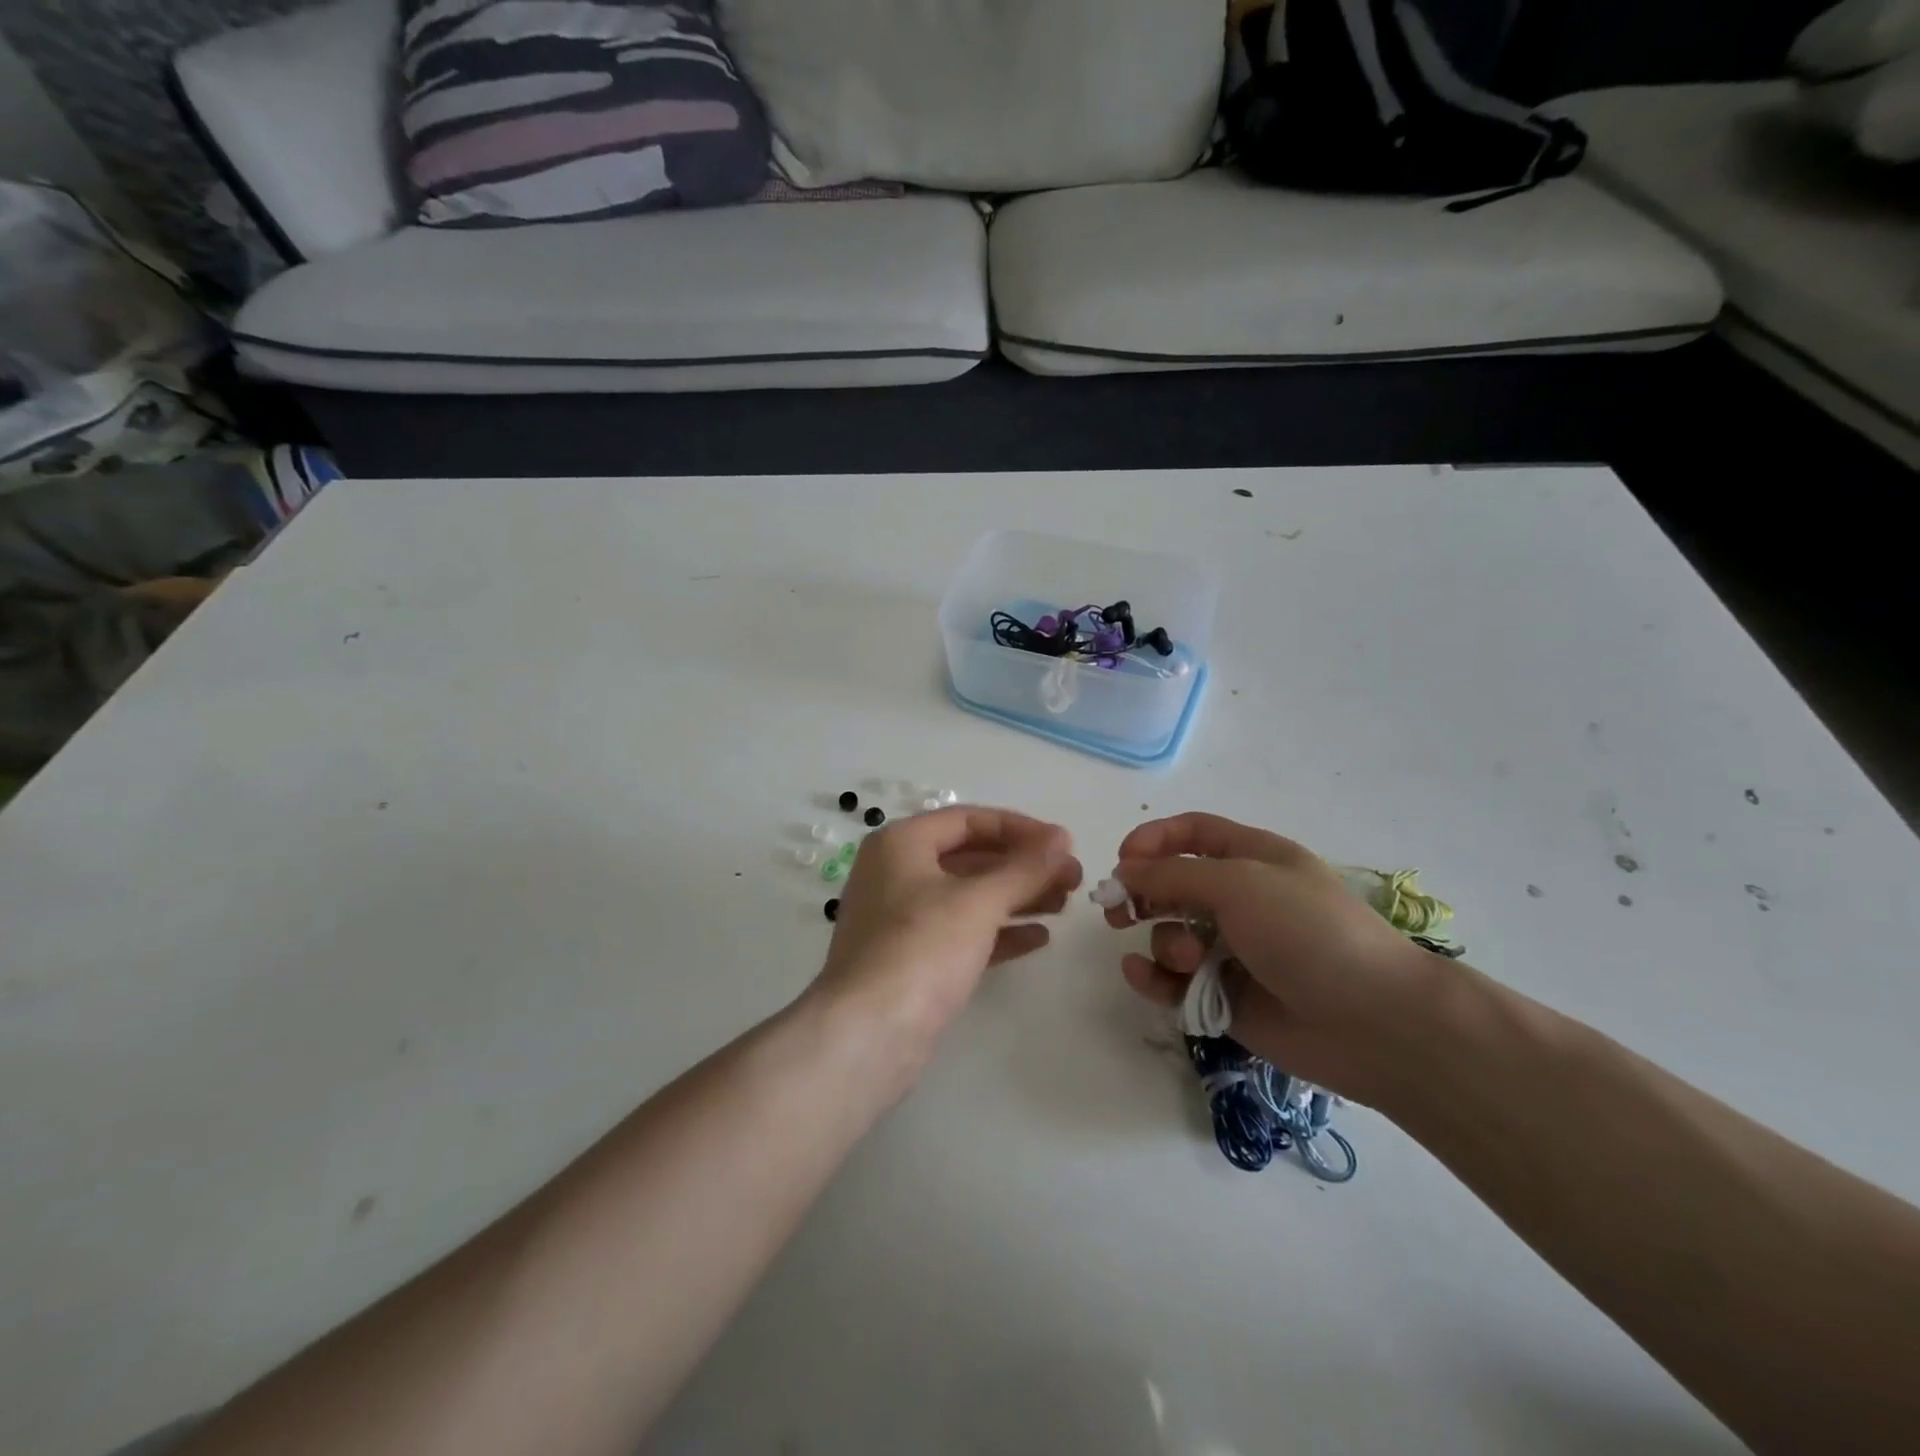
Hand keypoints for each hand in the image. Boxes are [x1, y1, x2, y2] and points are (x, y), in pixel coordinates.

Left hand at [812, 806, 1081, 1058]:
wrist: (867, 1037)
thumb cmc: (920, 949)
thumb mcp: (978, 901)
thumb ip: (1024, 868)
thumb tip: (1062, 837)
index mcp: (901, 844)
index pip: (968, 820)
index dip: (1020, 828)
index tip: (1063, 843)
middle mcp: (897, 874)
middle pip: (970, 857)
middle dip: (1023, 866)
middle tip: (1072, 878)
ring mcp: (903, 920)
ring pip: (969, 897)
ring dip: (1017, 897)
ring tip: (1065, 905)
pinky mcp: (913, 960)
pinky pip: (963, 933)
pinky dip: (1000, 931)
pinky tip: (1040, 938)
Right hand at [1106, 813, 1438, 1101]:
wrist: (1374, 1021)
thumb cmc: (1307, 931)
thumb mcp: (1239, 884)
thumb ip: (1173, 874)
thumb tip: (1125, 870)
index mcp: (1252, 859)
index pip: (1192, 834)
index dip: (1153, 839)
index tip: (1122, 860)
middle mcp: (1239, 900)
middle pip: (1172, 885)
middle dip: (1141, 894)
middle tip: (1116, 911)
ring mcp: (1231, 951)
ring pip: (1170, 935)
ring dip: (1163, 942)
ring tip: (1184, 960)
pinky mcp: (1224, 996)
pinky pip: (1174, 982)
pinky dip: (1154, 979)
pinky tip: (1144, 978)